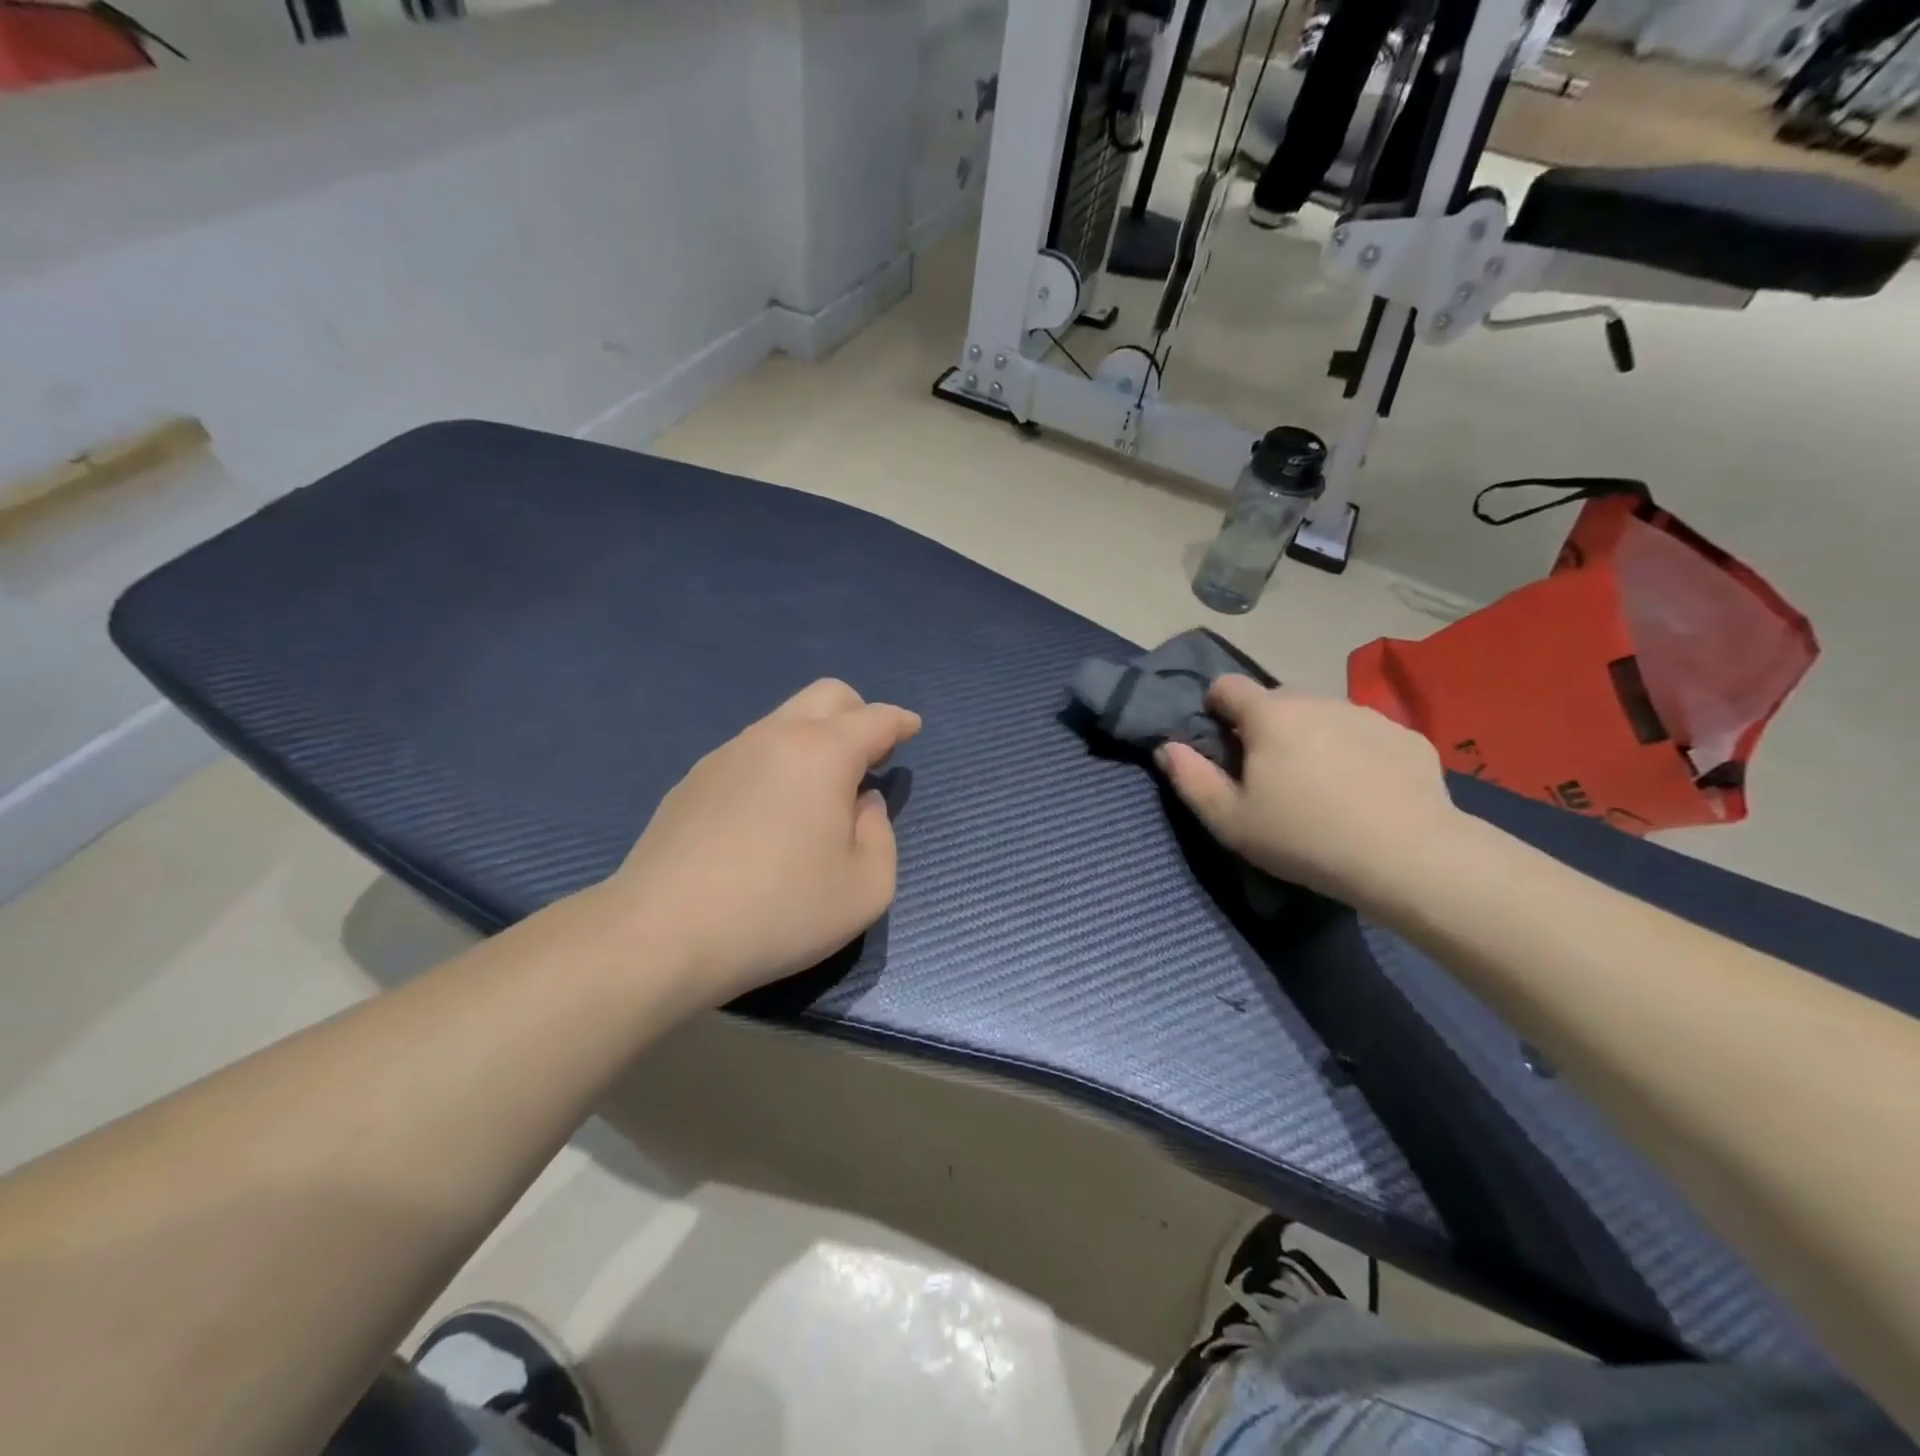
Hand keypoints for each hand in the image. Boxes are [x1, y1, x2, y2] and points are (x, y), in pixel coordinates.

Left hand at [601, 679, 920, 1009]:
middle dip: (859, 713)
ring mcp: (726, 754)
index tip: (911, 729)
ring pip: (783, 721)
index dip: (900, 721)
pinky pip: (750, 752)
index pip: (875, 718)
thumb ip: (881, 835)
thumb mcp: (866, 888)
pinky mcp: (693, 781)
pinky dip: (777, 763)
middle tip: (871, 755)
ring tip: (820, 792)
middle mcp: (773, 737)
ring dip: (815, 739)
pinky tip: (770, 815)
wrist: (662, 934)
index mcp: (823, 753)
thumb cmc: (780, 911)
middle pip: (826, 695)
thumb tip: (861, 803)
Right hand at [1156, 678, 1462, 907]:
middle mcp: (1317, 700)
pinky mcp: (1407, 736)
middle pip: (1276, 701)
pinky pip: (1365, 734)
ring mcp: (1367, 714)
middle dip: (1264, 727)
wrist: (1408, 857)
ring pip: (1323, 715)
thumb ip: (1189, 778)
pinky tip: (1365, 793)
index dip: (1215, 709)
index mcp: (1269, 714)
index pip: (1227, 686)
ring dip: (1311, 738)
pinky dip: (1356, 752)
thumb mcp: (1229, 820)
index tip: (1221, 745)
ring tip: (1321, 787)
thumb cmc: (1303, 836)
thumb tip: (1168, 747)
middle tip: (1271, 776)